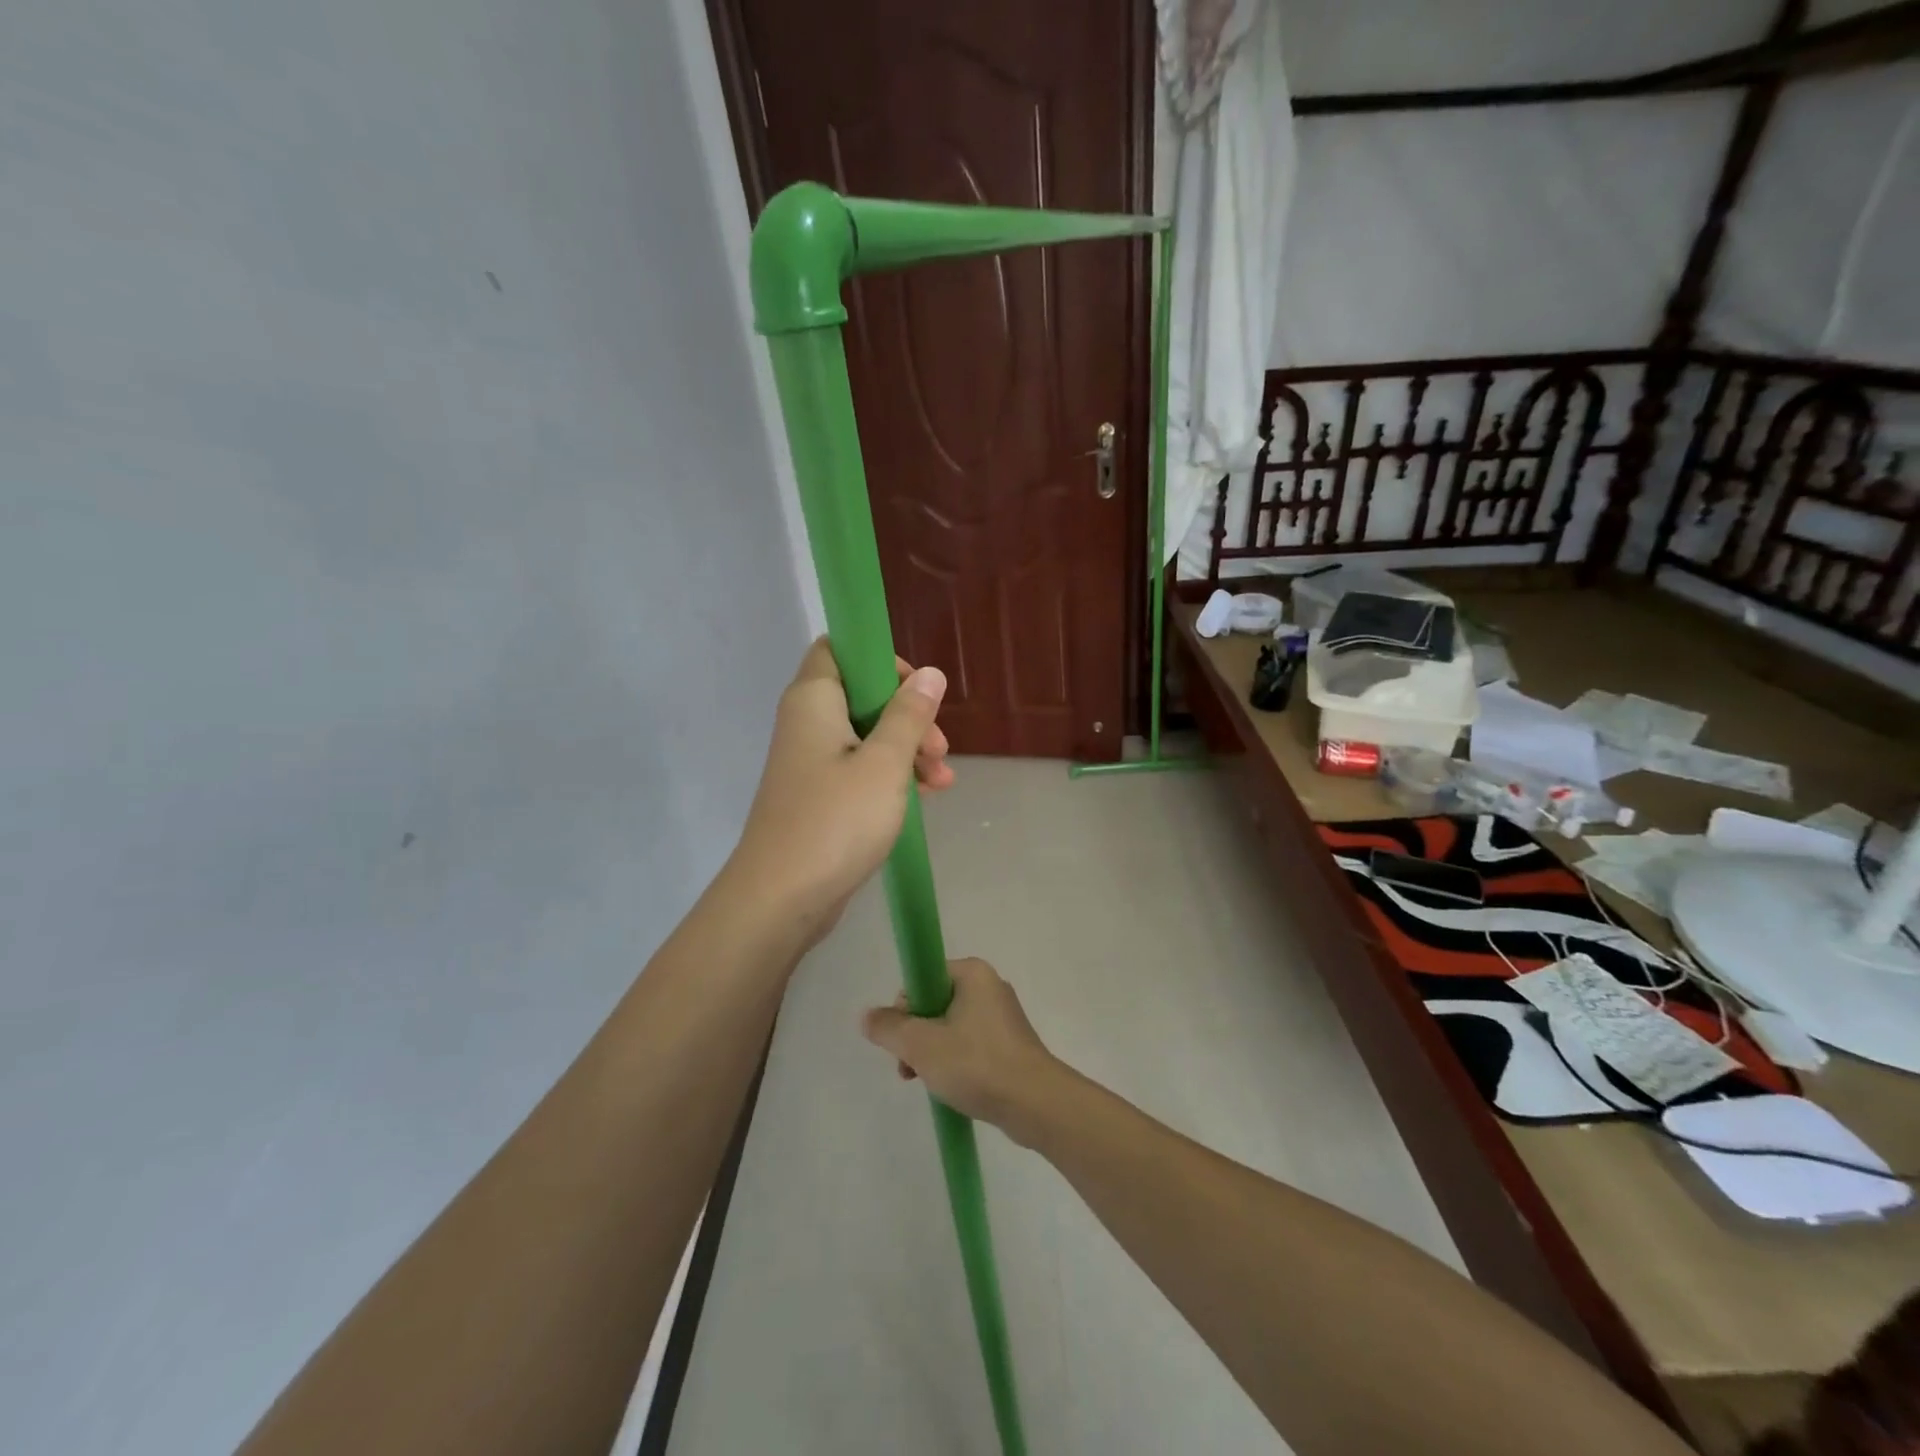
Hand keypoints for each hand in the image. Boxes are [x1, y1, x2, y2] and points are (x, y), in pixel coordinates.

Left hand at [727, 638, 953, 942]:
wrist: (781, 898)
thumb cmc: (836, 820)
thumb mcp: (884, 764)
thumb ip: (909, 715)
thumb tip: (930, 674)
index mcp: (814, 699)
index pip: (840, 648)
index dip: (882, 661)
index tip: (917, 691)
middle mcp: (807, 722)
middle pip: (863, 696)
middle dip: (909, 716)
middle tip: (939, 750)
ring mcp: (811, 761)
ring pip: (867, 736)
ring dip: (907, 750)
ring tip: (941, 782)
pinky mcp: (817, 795)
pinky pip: (859, 769)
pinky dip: (890, 776)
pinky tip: (926, 796)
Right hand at [861, 958, 1065, 1141]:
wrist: (1036, 1104)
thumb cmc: (977, 1064)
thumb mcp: (921, 1045)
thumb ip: (888, 1028)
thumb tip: (867, 1016)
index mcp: (972, 973)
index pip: (923, 979)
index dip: (905, 1008)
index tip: (902, 1040)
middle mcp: (989, 987)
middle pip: (934, 1004)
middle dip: (915, 1036)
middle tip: (908, 1068)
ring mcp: (1002, 1017)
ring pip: (951, 1028)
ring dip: (931, 1053)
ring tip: (925, 1083)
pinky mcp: (1010, 1045)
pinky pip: (970, 1045)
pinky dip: (955, 1063)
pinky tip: (949, 1088)